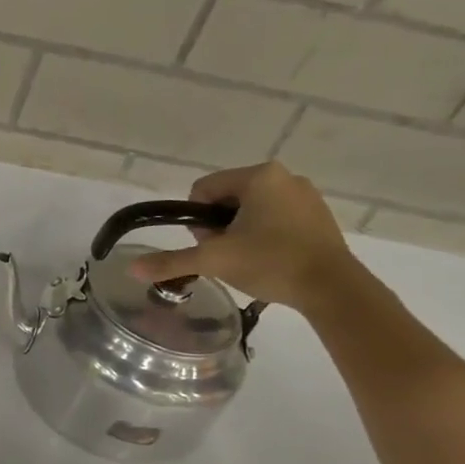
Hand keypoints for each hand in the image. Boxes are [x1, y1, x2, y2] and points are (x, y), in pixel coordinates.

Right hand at [126, 161, 360, 311]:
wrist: (332, 287)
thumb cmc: (270, 262)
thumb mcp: (214, 260)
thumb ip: (172, 261)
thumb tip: (132, 269)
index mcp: (258, 176)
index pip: (203, 189)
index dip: (197, 219)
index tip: (210, 244)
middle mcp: (284, 176)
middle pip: (226, 199)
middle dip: (219, 226)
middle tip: (228, 255)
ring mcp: (305, 194)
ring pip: (251, 209)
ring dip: (240, 232)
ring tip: (249, 260)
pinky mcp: (318, 214)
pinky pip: (276, 217)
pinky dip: (265, 235)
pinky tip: (270, 259)